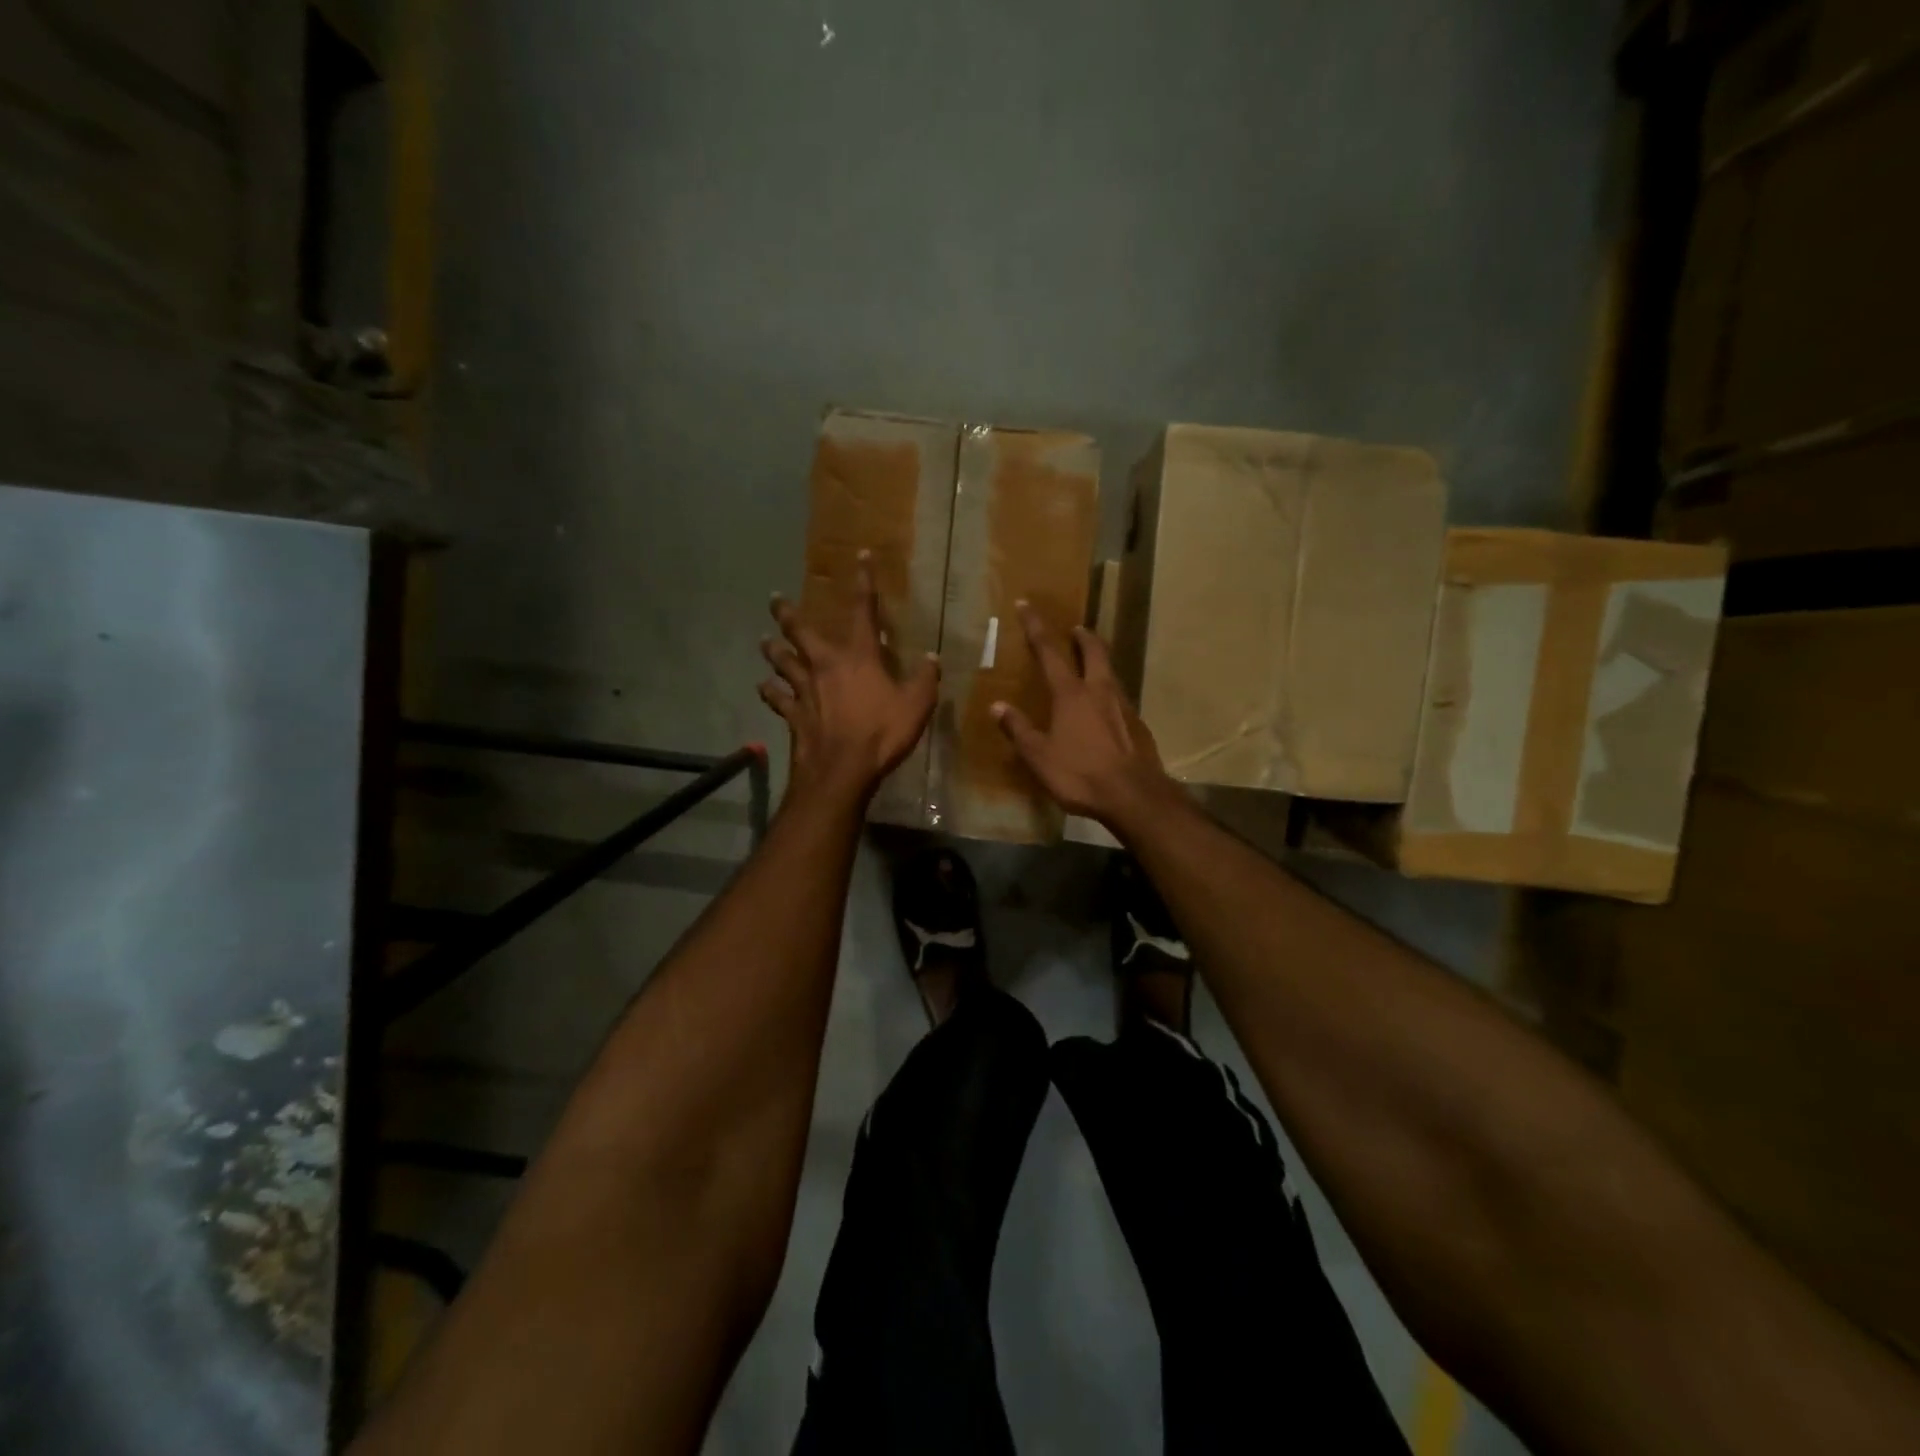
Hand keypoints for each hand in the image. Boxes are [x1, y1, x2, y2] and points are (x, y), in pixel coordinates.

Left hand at [760, 552, 939, 806]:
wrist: (842, 770)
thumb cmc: (882, 733)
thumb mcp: (916, 705)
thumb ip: (924, 679)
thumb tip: (932, 658)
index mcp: (859, 656)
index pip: (863, 610)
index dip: (864, 582)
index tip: (860, 557)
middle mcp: (825, 665)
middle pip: (800, 632)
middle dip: (787, 613)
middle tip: (775, 599)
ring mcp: (804, 690)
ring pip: (782, 662)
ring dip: (773, 650)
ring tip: (764, 641)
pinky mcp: (792, 714)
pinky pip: (776, 698)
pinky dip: (769, 691)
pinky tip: (764, 688)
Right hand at [990, 602, 1174, 832]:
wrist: (1134, 796)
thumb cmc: (1080, 774)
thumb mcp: (1039, 757)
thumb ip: (1019, 729)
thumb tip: (997, 706)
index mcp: (1071, 694)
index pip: (1049, 651)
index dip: (1035, 626)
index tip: (1026, 604)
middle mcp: (1099, 691)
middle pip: (1093, 651)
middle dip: (1082, 636)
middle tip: (1075, 628)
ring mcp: (1123, 706)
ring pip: (1110, 672)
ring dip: (1099, 660)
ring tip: (1090, 662)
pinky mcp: (1138, 724)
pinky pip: (1120, 697)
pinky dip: (1109, 690)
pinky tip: (1106, 706)